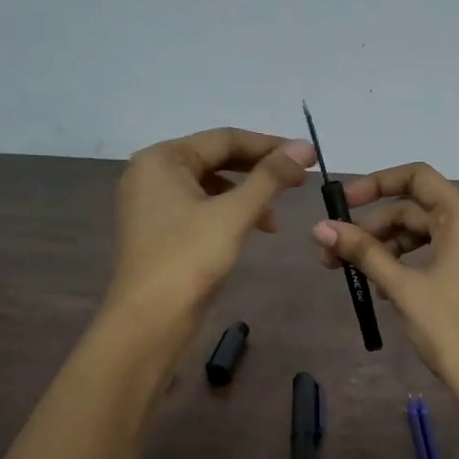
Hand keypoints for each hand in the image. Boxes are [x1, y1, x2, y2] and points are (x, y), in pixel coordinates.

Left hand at [105, 128, 313, 342]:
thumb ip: (271, 176)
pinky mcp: (160, 230)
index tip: (307, 158)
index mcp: (162, 158)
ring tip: (276, 215)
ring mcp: (152, 203)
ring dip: (247, 194)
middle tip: (299, 181)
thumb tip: (305, 146)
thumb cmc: (190, 258)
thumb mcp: (235, 213)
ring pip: (210, 185)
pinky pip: (200, 207)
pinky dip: (229, 213)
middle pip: (216, 159)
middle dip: (259, 170)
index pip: (224, 138)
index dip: (269, 146)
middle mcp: (151, 173)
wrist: (150, 320)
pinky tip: (253, 229)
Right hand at [311, 163, 458, 454]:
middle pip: (416, 209)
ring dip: (388, 248)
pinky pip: (438, 254)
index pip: (417, 177)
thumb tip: (320, 227)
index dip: (376, 183)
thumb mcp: (402, 287)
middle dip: (373, 228)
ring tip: (356, 275)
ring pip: (425, 234)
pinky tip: (384, 288)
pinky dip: (409, 263)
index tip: (342, 203)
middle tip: (334, 255)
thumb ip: (363, 252)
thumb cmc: (451, 329)